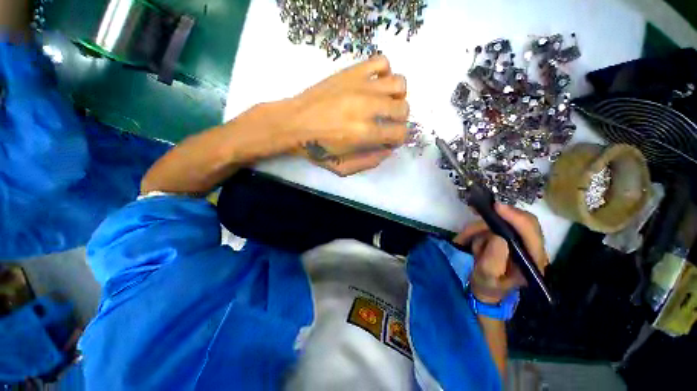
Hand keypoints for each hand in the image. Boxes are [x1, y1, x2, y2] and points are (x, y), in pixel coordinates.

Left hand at [286, 55, 409, 175]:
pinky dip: (385, 72)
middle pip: (403, 108)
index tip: (390, 139)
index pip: (400, 133)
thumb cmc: (316, 149)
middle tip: (387, 123)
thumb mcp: (342, 167)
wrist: (293, 123)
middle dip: (400, 120)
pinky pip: (381, 62)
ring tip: (385, 103)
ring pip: (399, 83)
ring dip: (397, 97)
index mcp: (364, 133)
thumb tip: (388, 150)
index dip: (399, 138)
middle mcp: (367, 107)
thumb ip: (369, 162)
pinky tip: (375, 85)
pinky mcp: (351, 72)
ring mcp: (360, 85)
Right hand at [453, 204, 548, 303]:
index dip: (516, 218)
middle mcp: (532, 249)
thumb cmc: (488, 287)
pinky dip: (478, 228)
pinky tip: (467, 237)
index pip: (531, 233)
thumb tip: (498, 238)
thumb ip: (493, 261)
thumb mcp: (487, 278)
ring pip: (504, 222)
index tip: (496, 208)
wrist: (486, 290)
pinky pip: (493, 225)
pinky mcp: (509, 238)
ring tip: (464, 238)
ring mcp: (520, 242)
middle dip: (497, 218)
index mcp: (533, 261)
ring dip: (481, 227)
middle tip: (476, 211)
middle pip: (523, 221)